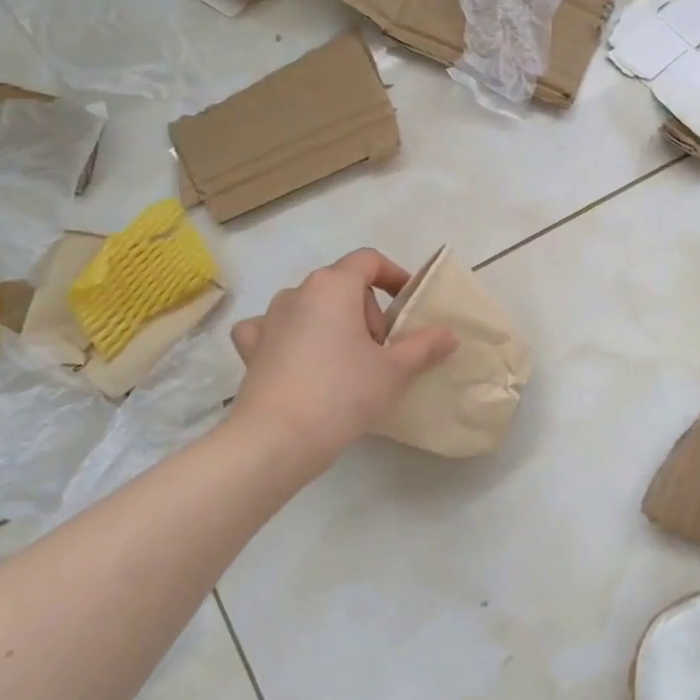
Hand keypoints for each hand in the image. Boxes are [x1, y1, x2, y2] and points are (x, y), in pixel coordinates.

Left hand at [229, 249, 457, 470]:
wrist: (276, 439)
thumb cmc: (343, 393)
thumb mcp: (395, 370)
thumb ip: (425, 346)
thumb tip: (448, 334)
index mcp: (333, 285)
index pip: (369, 260)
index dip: (394, 276)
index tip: (408, 305)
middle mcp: (297, 292)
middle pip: (342, 285)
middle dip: (367, 311)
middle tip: (382, 351)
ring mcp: (269, 319)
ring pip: (310, 307)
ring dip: (332, 324)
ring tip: (346, 362)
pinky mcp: (251, 348)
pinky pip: (273, 329)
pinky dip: (289, 337)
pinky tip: (298, 360)